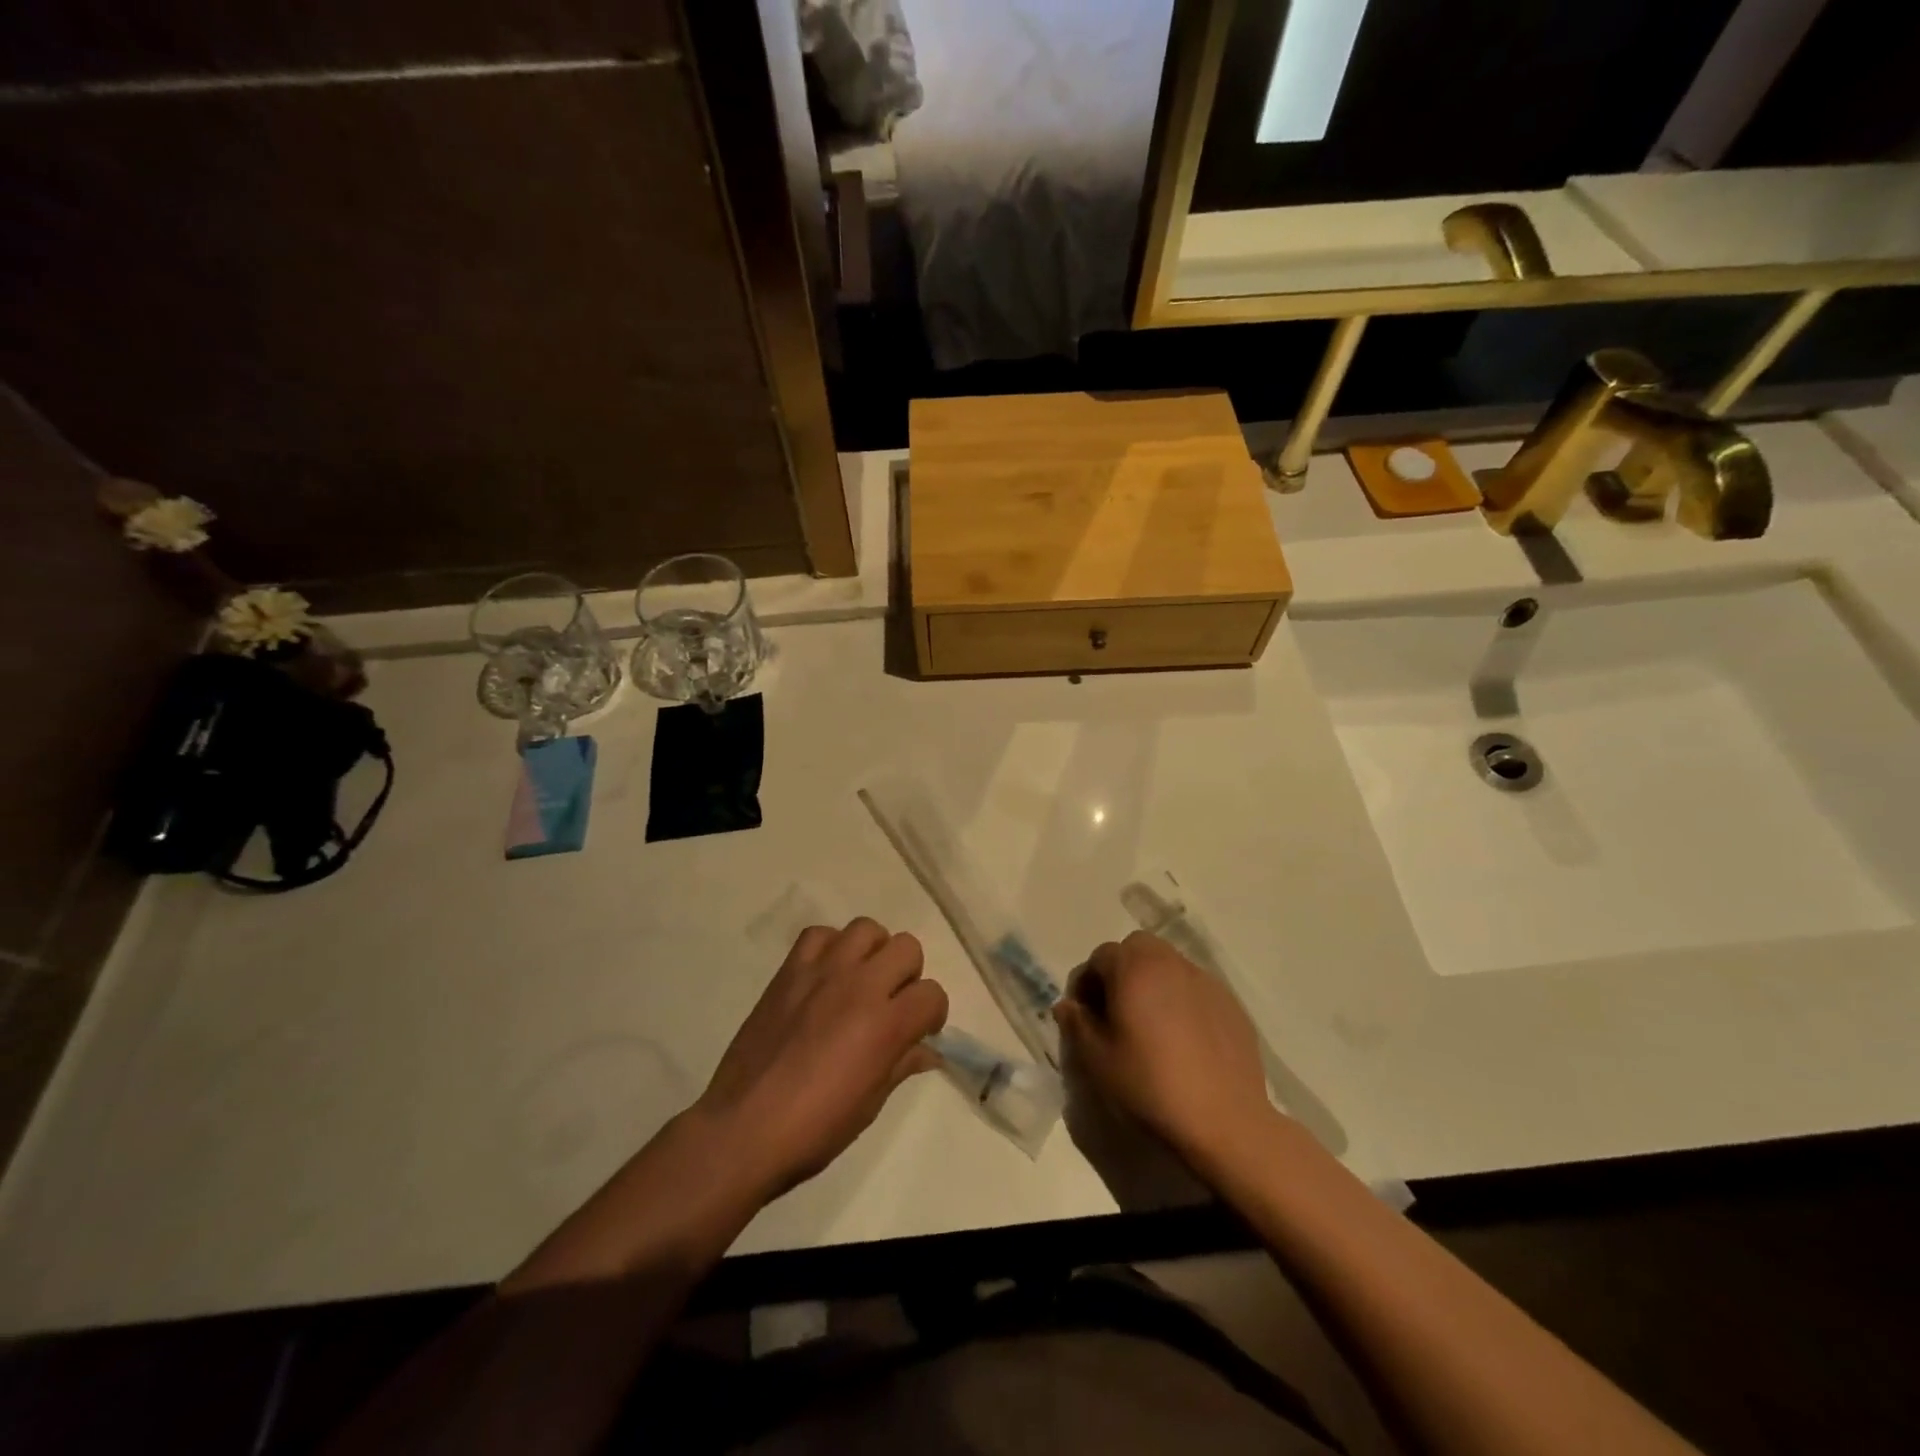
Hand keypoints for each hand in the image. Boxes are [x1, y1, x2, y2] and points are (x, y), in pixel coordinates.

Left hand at [694, 918, 947, 1201]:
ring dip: (872, 952)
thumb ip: (902, 1064)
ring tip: (860, 981)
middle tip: (891, 1003)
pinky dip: (830, 947)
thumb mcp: (870, 1103)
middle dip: (908, 975)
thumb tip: (927, 1051)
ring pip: (866, 929)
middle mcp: (860, 986)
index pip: (932, 993)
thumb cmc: (815, 1128)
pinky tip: (825, 975)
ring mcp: (822, 972)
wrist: (743, 1128)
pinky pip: (819, 934)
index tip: (922, 1030)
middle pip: (907, 948)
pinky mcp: (790, 970)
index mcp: (886, 1024)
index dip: (933, 1013)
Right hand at [1053, 930, 1275, 1175]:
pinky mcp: (1231, 1004)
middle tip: (1117, 1011)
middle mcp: (1170, 963)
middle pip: (1137, 949)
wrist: (1224, 1122)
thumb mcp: (1097, 1061)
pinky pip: (1195, 989)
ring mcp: (1205, 981)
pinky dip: (1182, 1000)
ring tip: (1150, 1026)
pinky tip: (1183, 1040)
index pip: (1100, 956)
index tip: (1084, 1015)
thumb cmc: (1150, 1086)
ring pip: (1169, 965)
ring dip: (1153, 982)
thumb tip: (1067, 1005)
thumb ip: (1077, 1024)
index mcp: (1134, 968)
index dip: (1086, 982)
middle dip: (1121, 971)